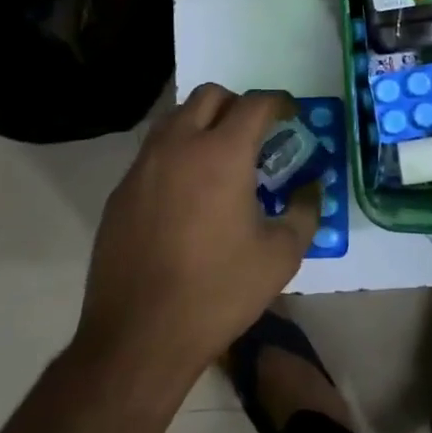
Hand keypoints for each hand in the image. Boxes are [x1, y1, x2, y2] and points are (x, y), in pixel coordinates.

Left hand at [77, 85, 317, 378]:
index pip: (255, 104)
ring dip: (202, 122)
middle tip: (254, 134)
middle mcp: (179, 146)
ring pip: (175, 117)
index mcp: (223, 154)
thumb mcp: (280, 256)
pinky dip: (175, 153)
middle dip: (237, 104)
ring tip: (218, 157)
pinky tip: (186, 193)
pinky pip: (152, 152)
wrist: (138, 336)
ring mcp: (143, 166)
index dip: (279, 103)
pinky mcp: (120, 191)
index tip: (291, 115)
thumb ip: (304, 211)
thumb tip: (311, 187)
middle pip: (209, 95)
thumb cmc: (218, 292)